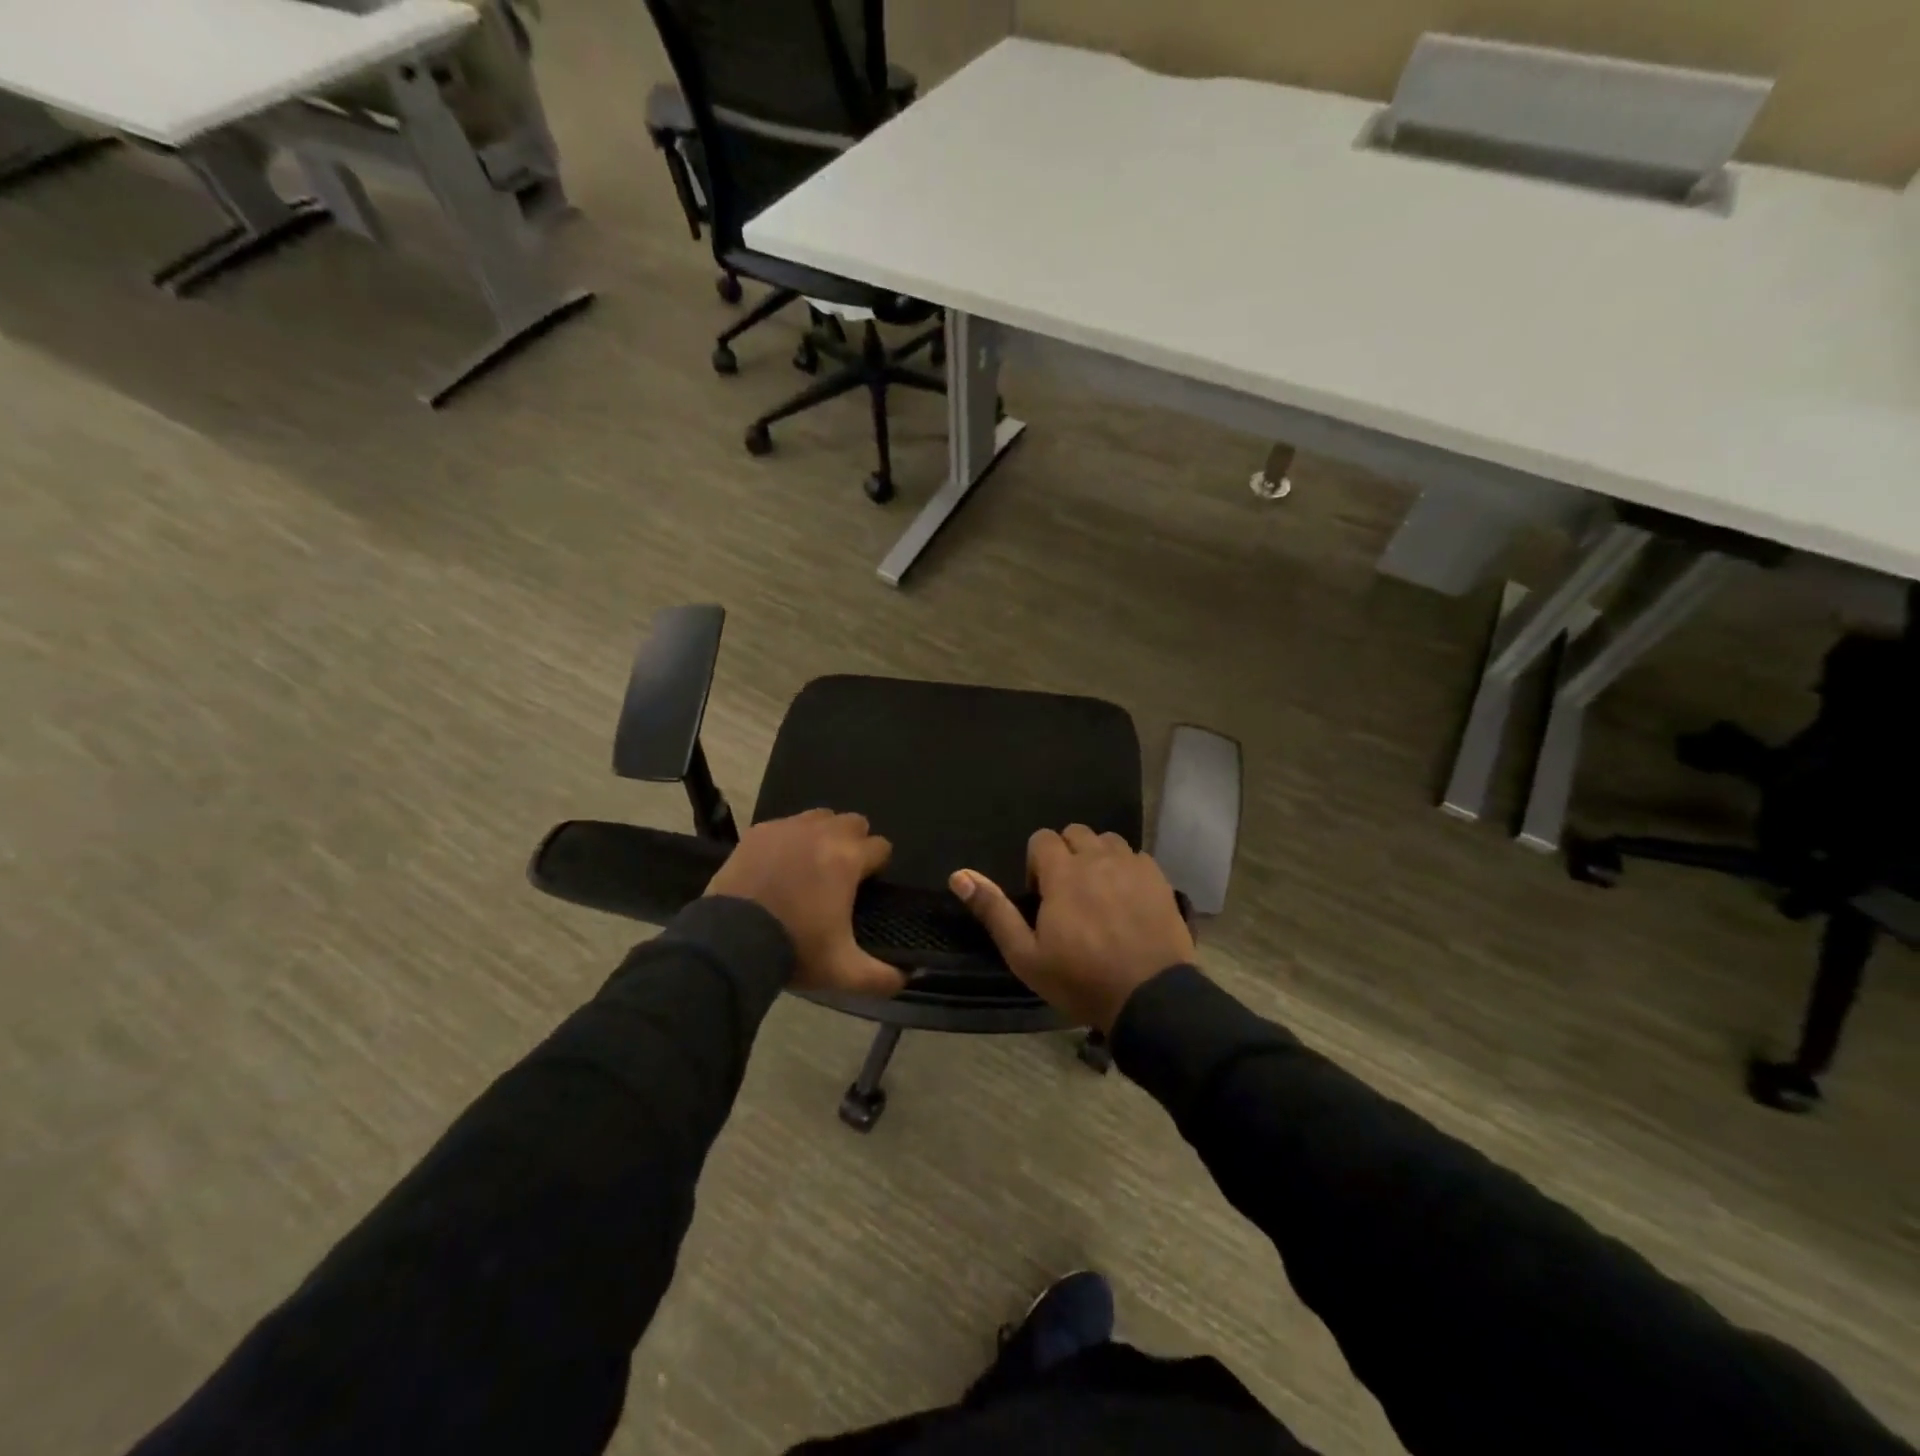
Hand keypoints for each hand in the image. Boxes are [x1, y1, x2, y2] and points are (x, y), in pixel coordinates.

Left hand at [705, 810, 905, 998]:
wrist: (731, 941)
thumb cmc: (795, 949)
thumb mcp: (843, 972)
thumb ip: (881, 977)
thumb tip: (906, 979)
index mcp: (848, 858)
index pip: (881, 846)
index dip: (878, 866)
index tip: (867, 885)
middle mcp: (822, 832)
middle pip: (854, 822)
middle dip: (854, 843)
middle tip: (841, 873)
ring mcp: (788, 828)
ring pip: (820, 817)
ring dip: (824, 834)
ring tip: (811, 864)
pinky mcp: (759, 832)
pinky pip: (786, 824)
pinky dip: (790, 839)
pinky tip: (780, 864)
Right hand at [950, 825, 1193, 1031]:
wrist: (1150, 998)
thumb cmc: (1081, 979)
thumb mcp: (1025, 955)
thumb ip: (993, 911)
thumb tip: (958, 875)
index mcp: (1063, 872)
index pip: (1042, 838)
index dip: (1036, 863)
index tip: (1041, 896)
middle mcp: (1097, 858)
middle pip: (1076, 833)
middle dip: (1066, 855)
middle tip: (1067, 894)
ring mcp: (1133, 866)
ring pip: (1108, 841)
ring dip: (1097, 857)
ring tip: (1098, 893)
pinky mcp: (1159, 879)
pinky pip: (1136, 857)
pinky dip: (1126, 869)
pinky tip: (1127, 899)